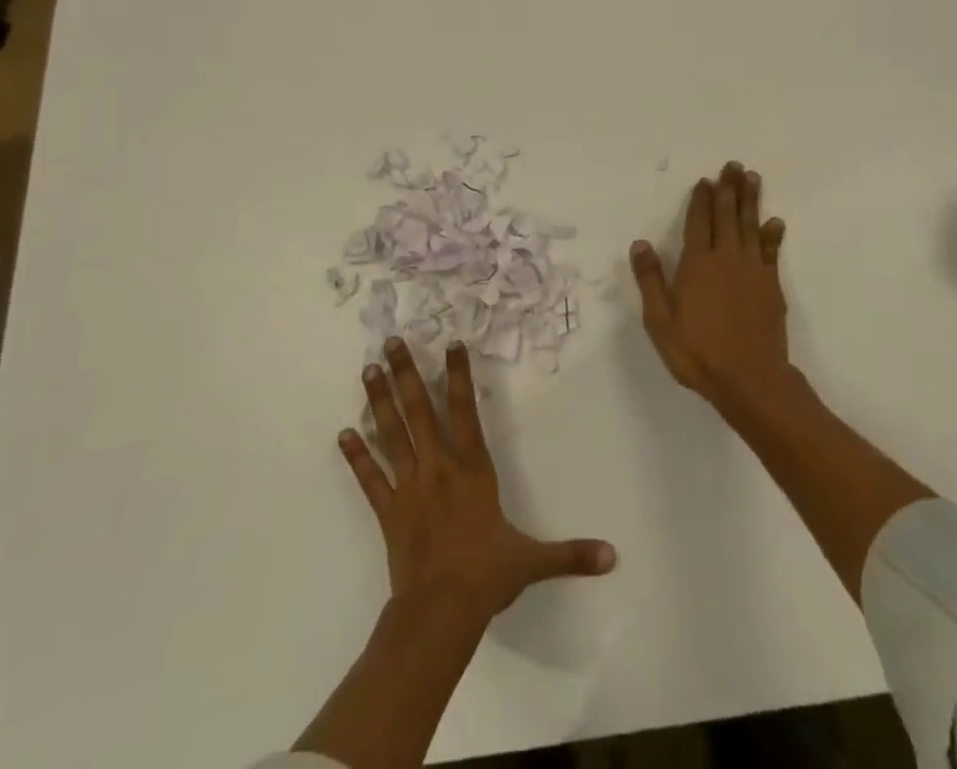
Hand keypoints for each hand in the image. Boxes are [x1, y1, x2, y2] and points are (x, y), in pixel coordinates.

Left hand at [341, 338, 615, 627]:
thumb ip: (571, 554)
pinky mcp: (387, 510)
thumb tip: (613, 556)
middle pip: (419, 410)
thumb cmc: (486, 577)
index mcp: (472, 468)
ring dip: (379, 401)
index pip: (466, 410)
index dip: (459, 376)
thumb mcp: (532, 561)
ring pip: (391, 434)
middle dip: (406, 373)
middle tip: (390, 342)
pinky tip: (343, 434)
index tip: (450, 344)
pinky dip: (356, 457)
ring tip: (367, 371)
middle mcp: (438, 466)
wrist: (440, 614)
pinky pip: (369, 478)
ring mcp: (408, 486)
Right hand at [631, 161, 793, 413]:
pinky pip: (772, 251)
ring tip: (752, 178)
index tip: (705, 180)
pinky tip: (775, 222)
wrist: (750, 379)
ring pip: (751, 225)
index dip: (701, 200)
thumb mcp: (660, 320)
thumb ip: (651, 279)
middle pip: (728, 215)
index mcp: (697, 263)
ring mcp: (753, 270)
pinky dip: (772, 234)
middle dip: (729, 189)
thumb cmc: (698, 351)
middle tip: (733, 166)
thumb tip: (640, 243)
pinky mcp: (771, 285)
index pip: (699, 222)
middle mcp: (726, 258)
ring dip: (751, 200)